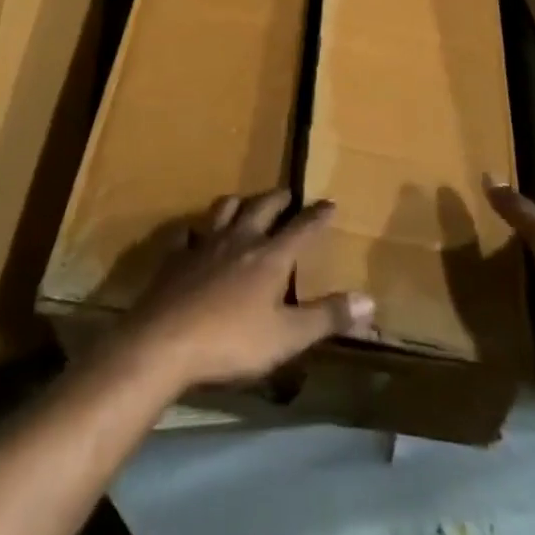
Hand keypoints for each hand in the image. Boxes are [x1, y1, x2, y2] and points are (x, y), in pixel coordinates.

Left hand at [115, 189, 375, 391]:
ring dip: (238, 203)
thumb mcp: (287, 337)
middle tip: (287, 193)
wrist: (164, 341)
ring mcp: (204, 245)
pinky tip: (192, 235)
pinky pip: (186, 235)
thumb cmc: (231, 341)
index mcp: (269, 257)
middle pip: (261, 208)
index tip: (330, 203)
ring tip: (244, 203)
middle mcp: (239, 240)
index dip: (317, 216)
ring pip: (224, 211)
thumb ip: (327, 316)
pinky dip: (194, 231)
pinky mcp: (175, 258)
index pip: (301, 229)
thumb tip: (370, 299)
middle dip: (278, 199)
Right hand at [483, 176, 534, 413]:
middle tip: (462, 272)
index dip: (508, 226)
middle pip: (532, 271)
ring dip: (511, 313)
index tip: (473, 225)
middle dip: (504, 272)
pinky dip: (522, 351)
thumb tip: (488, 173)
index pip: (534, 231)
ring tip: (470, 313)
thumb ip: (520, 212)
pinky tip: (493, 350)